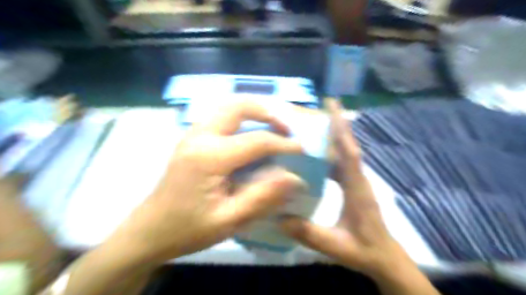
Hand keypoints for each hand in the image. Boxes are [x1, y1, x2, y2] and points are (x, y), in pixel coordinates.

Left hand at [108, 101, 303, 263]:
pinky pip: (220, 117)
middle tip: (285, 129)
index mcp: (209, 157)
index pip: (256, 141)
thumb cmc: (188, 229)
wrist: (149, 230)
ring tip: (272, 128)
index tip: (302, 150)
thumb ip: (263, 196)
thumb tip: (294, 178)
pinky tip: (250, 135)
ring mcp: (192, 134)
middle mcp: (200, 136)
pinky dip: (241, 119)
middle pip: (238, 106)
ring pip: (227, 107)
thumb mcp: (230, 220)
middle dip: (267, 113)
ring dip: (253, 112)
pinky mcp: (191, 138)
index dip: (283, 144)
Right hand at [279, 99, 405, 276]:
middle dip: (335, 125)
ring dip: (332, 138)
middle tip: (316, 110)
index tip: (332, 105)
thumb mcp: (335, 245)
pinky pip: (341, 164)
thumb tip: (279, 218)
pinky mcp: (353, 186)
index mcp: (356, 189)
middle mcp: (358, 179)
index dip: (341, 128)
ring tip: (311, 128)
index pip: (349, 151)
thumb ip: (308, 233)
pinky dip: (330, 154)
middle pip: (347, 146)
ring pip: (344, 153)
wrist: (383, 258)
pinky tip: (315, 156)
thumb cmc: (364, 250)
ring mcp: (356, 182)